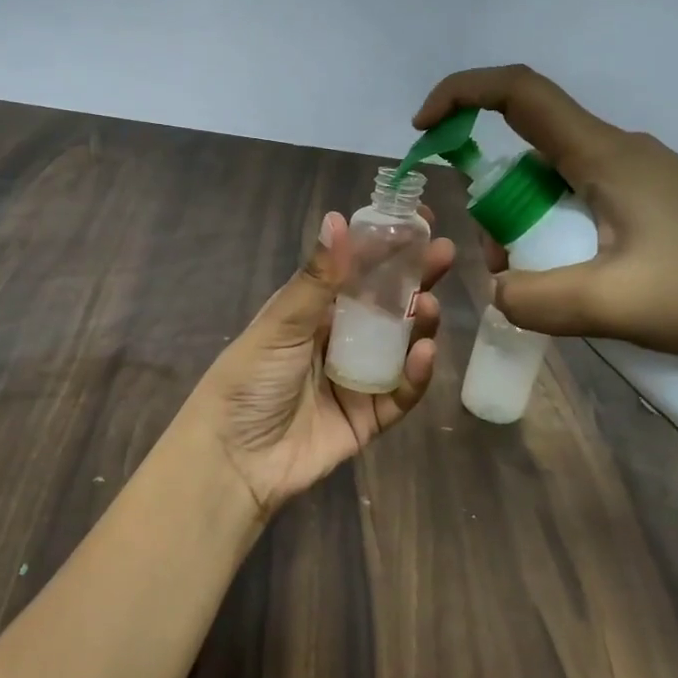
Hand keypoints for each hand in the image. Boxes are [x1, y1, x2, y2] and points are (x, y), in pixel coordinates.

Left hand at [181, 209, 455, 517]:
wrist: (235, 459)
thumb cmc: (250, 380)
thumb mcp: (280, 324)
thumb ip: (316, 278)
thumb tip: (338, 218)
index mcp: (310, 312)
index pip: (354, 271)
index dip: (385, 247)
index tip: (416, 221)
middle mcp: (336, 340)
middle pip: (384, 305)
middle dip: (413, 280)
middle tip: (442, 255)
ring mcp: (355, 379)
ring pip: (398, 346)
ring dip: (417, 324)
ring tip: (429, 306)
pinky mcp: (368, 417)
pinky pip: (400, 393)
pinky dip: (414, 374)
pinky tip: (424, 353)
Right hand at [414, 65, 677, 368]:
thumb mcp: (613, 304)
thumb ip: (536, 299)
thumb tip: (499, 291)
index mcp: (601, 155)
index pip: (518, 93)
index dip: (461, 95)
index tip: (423, 130)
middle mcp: (615, 152)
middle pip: (527, 154)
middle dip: (497, 208)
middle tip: (508, 270)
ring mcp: (637, 177)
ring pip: (553, 188)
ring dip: (531, 233)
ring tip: (555, 294)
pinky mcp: (652, 203)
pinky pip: (582, 208)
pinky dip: (562, 241)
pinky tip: (587, 288)